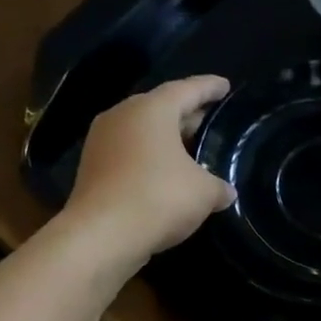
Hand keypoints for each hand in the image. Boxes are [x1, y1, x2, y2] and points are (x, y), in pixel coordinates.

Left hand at [60, 75, 235, 270]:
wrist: (103, 234)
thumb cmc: (159, 198)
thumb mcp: (204, 193)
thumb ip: (219, 187)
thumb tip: (226, 191)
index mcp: (152, 110)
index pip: (187, 89)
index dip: (209, 87)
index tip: (225, 86)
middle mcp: (123, 116)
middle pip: (161, 108)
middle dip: (187, 115)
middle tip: (210, 123)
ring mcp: (102, 141)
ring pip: (143, 132)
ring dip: (167, 140)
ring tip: (191, 153)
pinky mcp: (93, 168)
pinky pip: (130, 154)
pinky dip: (150, 160)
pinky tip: (167, 177)